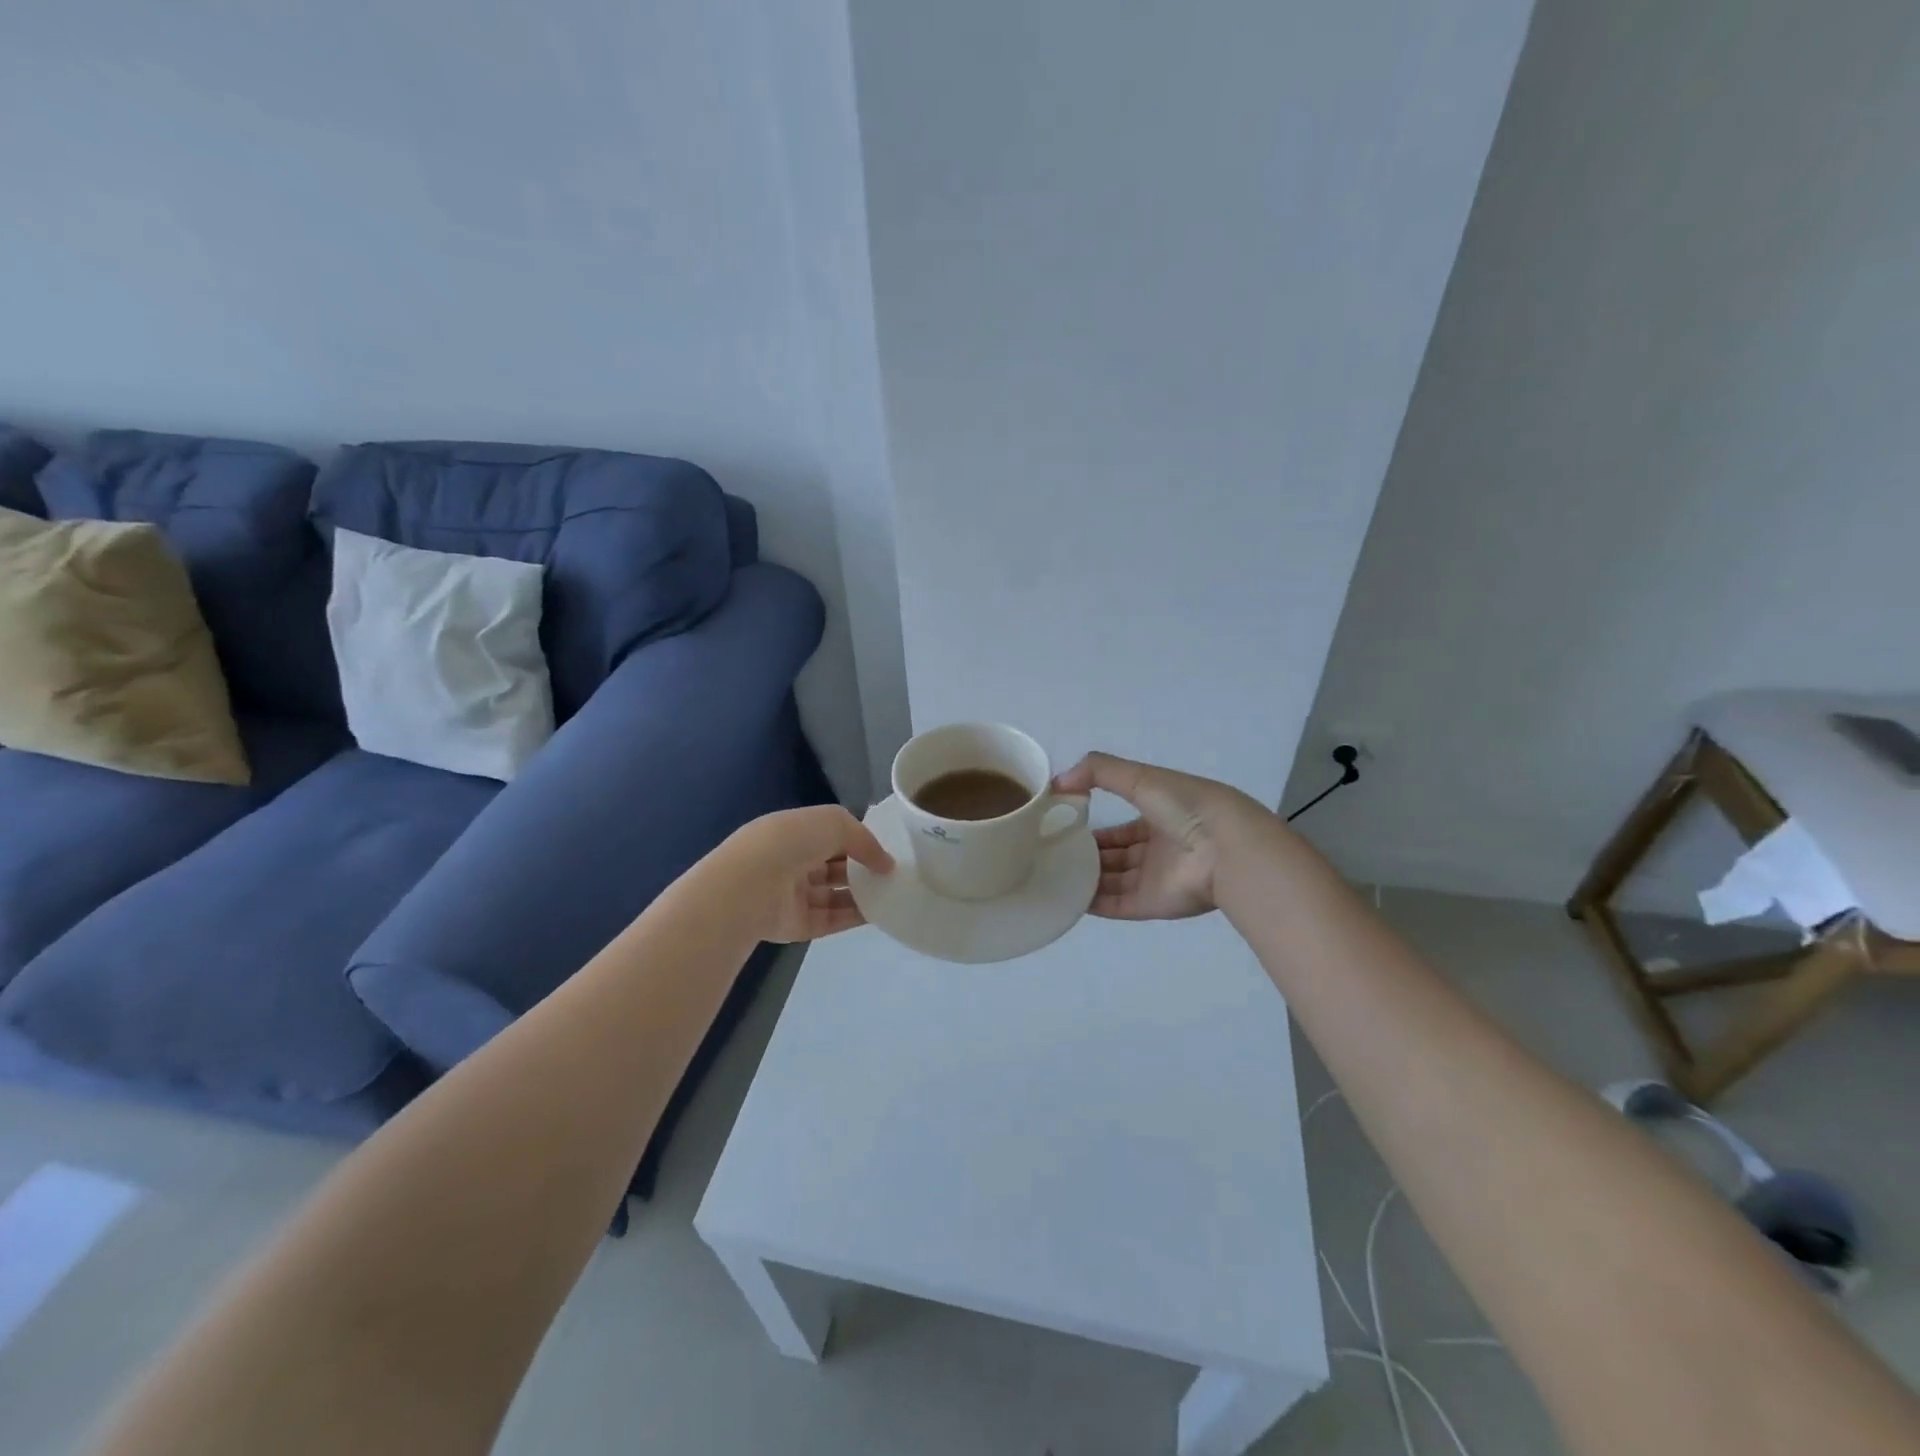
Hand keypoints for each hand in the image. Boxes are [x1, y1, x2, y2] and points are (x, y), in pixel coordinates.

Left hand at [717, 805, 894, 942]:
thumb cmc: (790, 843)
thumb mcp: (834, 823)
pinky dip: (854, 916)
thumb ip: (864, 839)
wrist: (750, 888)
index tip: (887, 848)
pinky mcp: (796, 925)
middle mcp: (791, 862)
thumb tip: (885, 863)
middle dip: (861, 868)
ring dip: (861, 893)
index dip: (858, 839)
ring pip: (834, 894)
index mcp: (793, 831)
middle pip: (833, 865)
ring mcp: (792, 895)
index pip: (830, 834)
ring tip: (892, 893)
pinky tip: (879, 913)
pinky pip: (831, 919)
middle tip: (893, 873)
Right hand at [1052, 753, 1266, 920]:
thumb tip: (1058, 782)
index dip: (1092, 824)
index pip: (1120, 826)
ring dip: (1084, 878)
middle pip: (1113, 855)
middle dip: (1084, 854)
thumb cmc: (1184, 806)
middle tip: (1049, 852)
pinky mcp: (1150, 904)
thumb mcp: (1140, 776)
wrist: (1224, 847)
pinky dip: (1091, 903)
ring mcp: (1154, 879)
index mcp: (1159, 818)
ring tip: (1049, 874)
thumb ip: (1098, 771)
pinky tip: (1063, 896)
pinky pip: (1115, 905)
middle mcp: (1156, 850)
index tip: (1060, 825)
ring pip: (1111, 881)